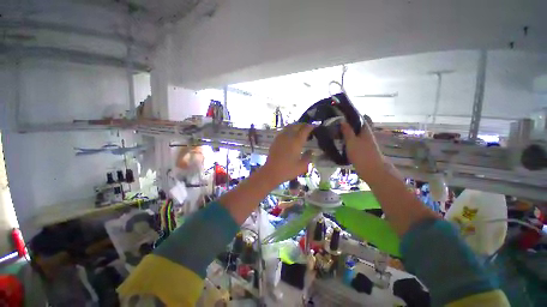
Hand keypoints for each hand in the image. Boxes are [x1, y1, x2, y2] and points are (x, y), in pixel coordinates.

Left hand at [262, 123, 313, 185]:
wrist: (271, 172)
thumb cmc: (287, 170)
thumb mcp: (302, 166)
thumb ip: (308, 157)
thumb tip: (311, 151)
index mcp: (296, 142)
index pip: (305, 129)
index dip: (311, 127)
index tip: (315, 127)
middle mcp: (288, 136)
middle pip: (296, 126)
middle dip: (303, 125)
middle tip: (308, 128)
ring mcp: (280, 138)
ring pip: (289, 127)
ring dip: (296, 126)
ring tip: (300, 131)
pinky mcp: (275, 140)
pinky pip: (284, 131)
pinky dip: (289, 130)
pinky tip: (291, 136)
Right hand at [341, 120, 385, 181]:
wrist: (372, 170)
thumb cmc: (361, 154)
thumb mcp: (351, 141)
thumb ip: (347, 131)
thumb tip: (342, 121)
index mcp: (365, 130)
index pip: (360, 118)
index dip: (352, 115)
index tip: (342, 114)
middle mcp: (366, 135)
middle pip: (357, 127)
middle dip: (348, 124)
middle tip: (336, 124)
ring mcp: (365, 143)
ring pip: (355, 134)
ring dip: (347, 133)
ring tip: (336, 132)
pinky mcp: (363, 150)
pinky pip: (354, 142)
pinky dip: (348, 140)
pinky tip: (341, 143)